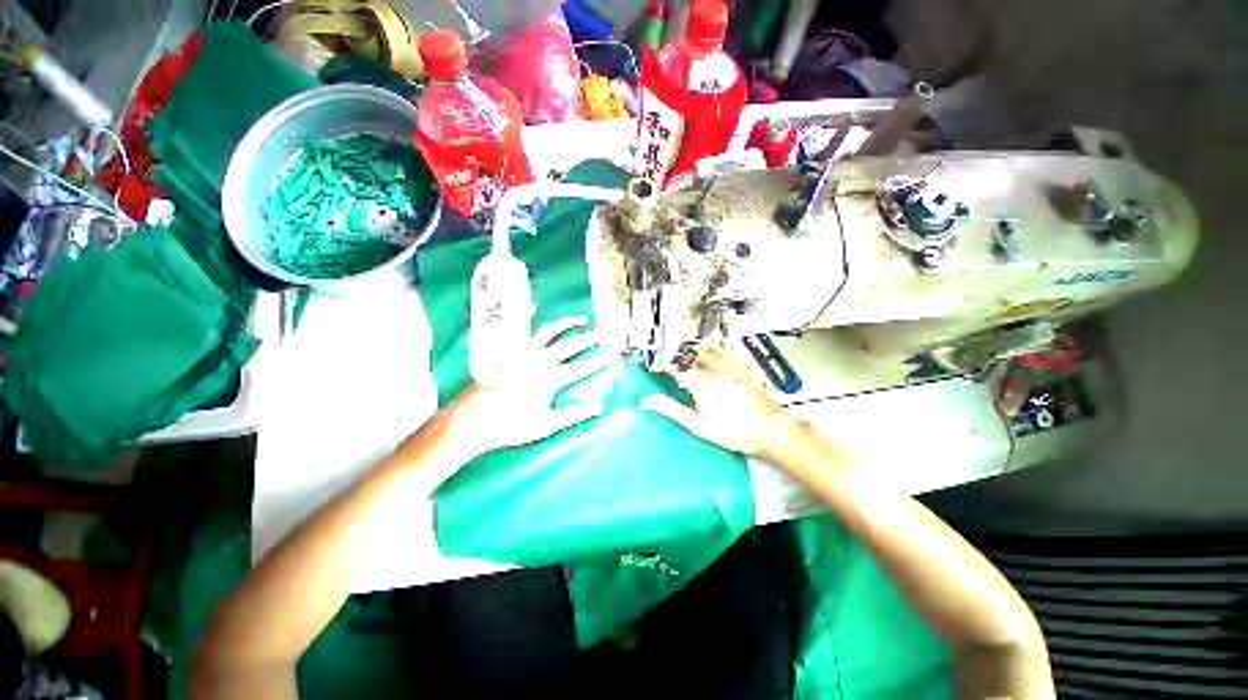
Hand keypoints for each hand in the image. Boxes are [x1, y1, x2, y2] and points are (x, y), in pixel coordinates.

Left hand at [443, 315, 611, 456]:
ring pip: (549, 331)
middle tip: (605, 334)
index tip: (612, 357)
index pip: (582, 368)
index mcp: (550, 379)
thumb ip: (574, 415)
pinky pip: (520, 329)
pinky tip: (535, 306)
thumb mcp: (546, 425)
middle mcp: (538, 360)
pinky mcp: (508, 350)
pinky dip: (528, 315)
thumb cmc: (510, 426)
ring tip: (581, 319)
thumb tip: (599, 409)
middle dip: (591, 338)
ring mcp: (522, 352)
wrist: (472, 420)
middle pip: (571, 344)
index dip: (599, 362)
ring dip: (567, 323)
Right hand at [641, 344, 791, 457]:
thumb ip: (672, 410)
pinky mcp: (741, 365)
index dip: (665, 367)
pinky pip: (724, 348)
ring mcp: (729, 366)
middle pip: (689, 355)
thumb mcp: (698, 426)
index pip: (675, 367)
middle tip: (674, 366)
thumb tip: (648, 401)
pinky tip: (710, 350)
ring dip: (694, 351)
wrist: (771, 430)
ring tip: (689, 359)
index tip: (661, 370)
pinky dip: (713, 347)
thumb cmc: (735, 432)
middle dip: (679, 358)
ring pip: (705, 348)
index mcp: (700, 384)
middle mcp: (714, 370)